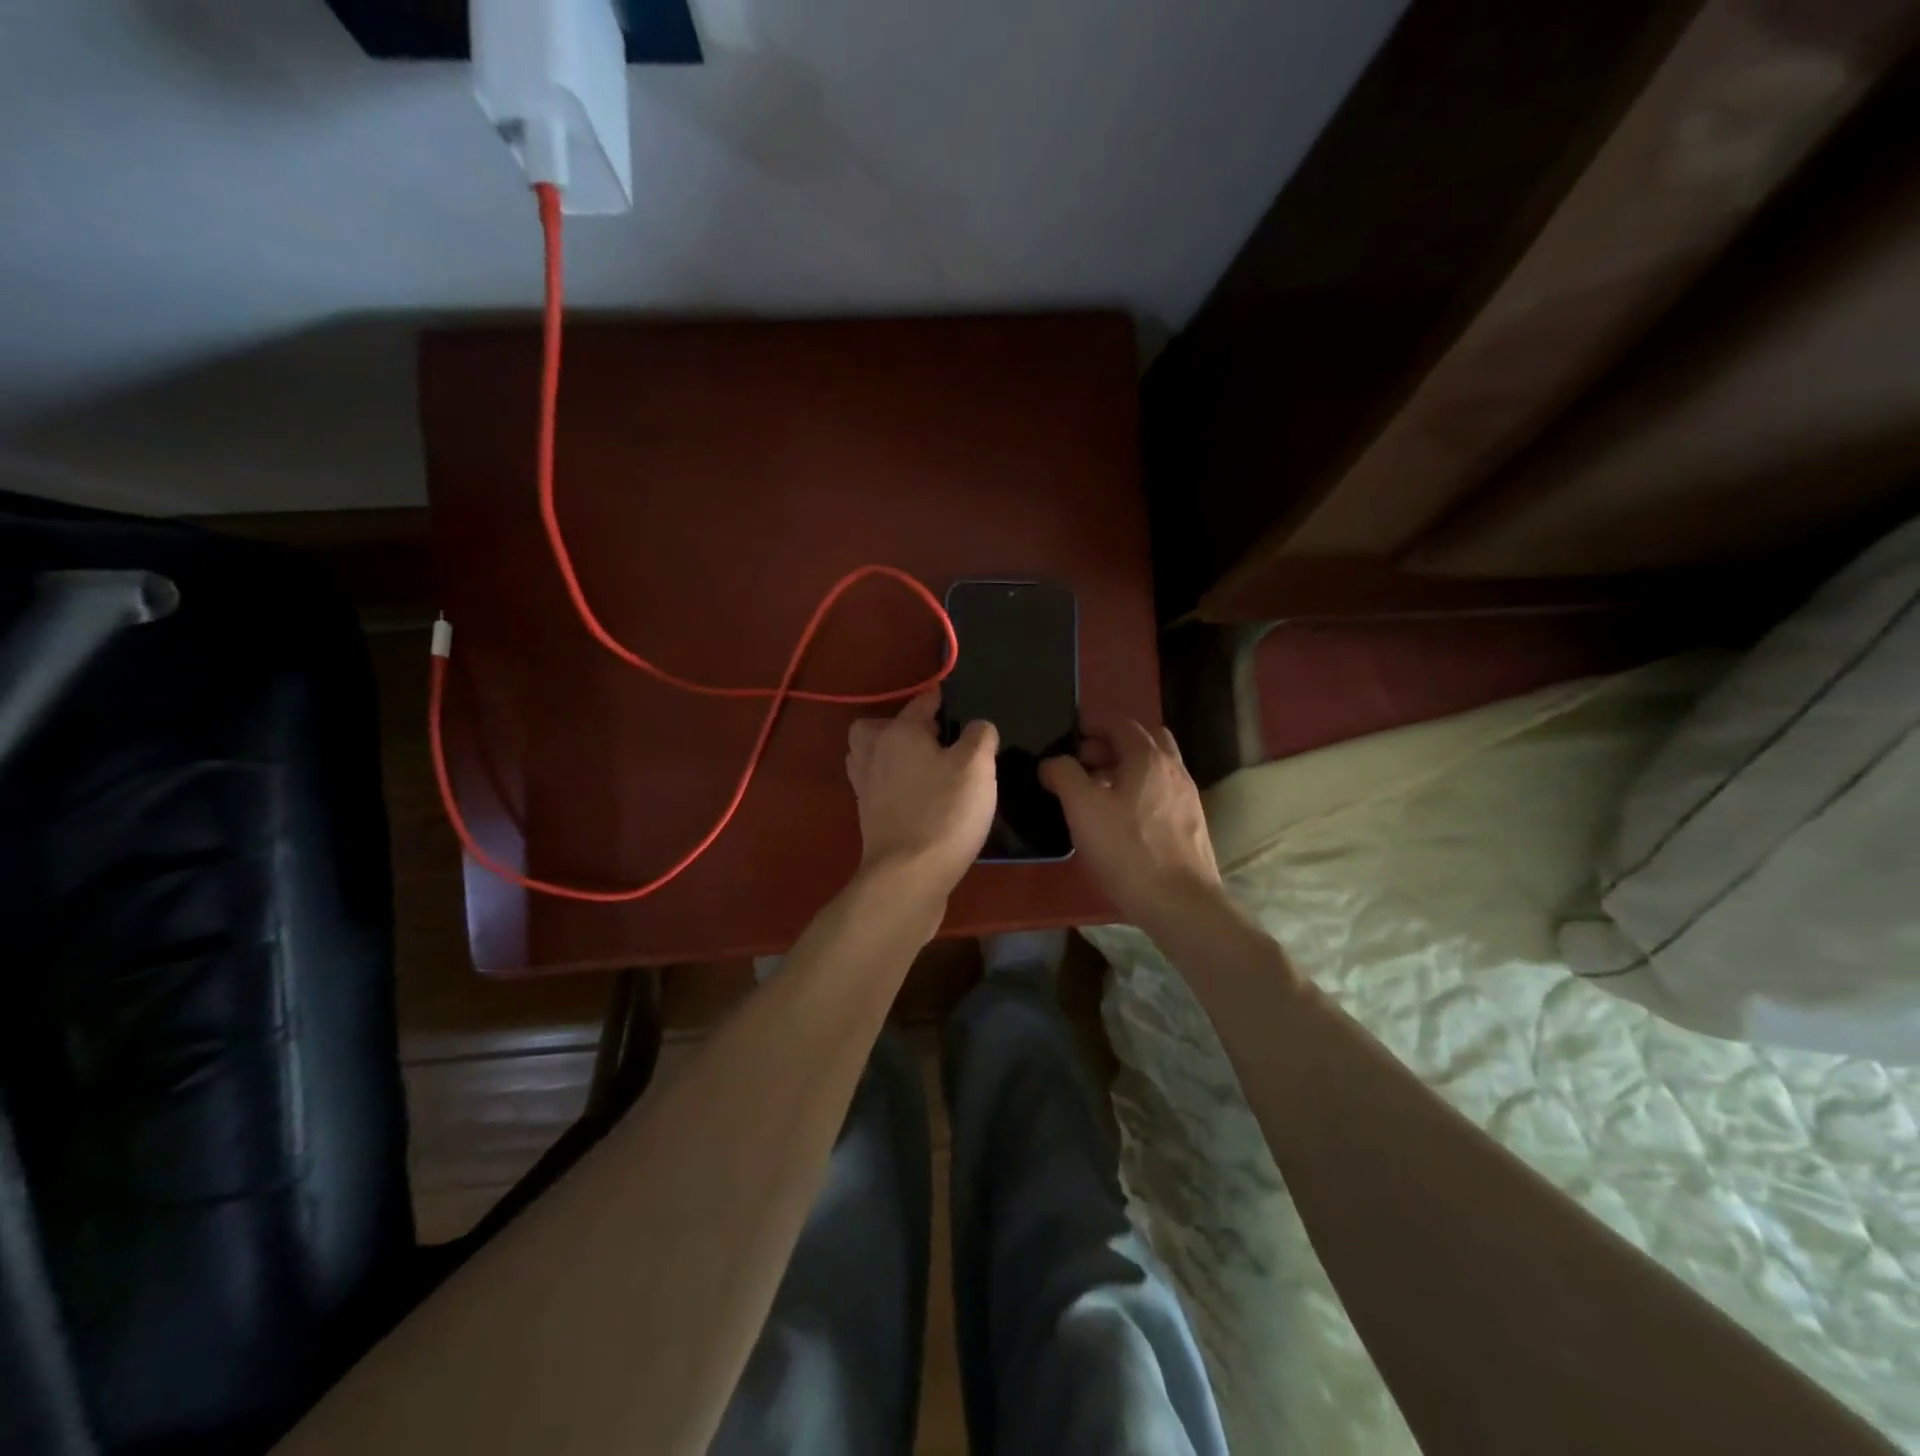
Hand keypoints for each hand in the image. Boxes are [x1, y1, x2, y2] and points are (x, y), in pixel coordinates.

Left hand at [846, 691, 997, 894]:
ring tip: (926, 767)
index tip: (962, 705)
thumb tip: (978, 727)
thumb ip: (980, 736)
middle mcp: (874, 753)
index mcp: (898, 732)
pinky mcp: (868, 816)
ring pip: (872, 756)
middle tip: (935, 740)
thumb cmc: (945, 812)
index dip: (944, 699)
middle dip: (904, 726)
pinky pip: (878, 786)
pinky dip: (893, 785)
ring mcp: (866, 787)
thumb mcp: (977, 767)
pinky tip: (921, 798)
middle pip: (880, 727)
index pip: (922, 702)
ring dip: (893, 755)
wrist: (909, 876)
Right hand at [1040, 722, 1224, 930]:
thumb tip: (1052, 762)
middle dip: (1112, 745)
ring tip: (1097, 794)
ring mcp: (1187, 798)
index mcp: (1148, 758)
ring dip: (1126, 770)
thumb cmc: (1127, 850)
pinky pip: (1161, 794)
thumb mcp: (1082, 808)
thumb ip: (1063, 775)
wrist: (1180, 903)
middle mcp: (1174, 769)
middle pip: (1144, 740)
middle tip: (1083, 764)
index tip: (1069, 736)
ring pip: (1155, 769)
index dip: (1092, 725)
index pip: (1120, 723)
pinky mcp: (1190, 825)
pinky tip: (1120, 821)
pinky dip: (1139, 793)